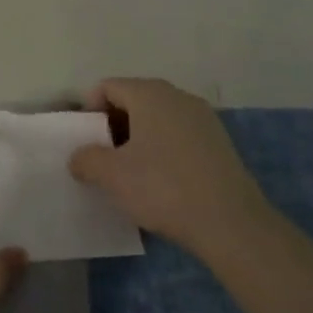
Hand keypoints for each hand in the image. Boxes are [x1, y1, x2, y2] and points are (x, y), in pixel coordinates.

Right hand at [69, 78, 268, 251]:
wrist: (231, 225)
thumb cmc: (163, 188)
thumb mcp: (110, 175)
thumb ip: (86, 159)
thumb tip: (80, 158)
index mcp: (150, 94)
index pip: (107, 87)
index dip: (89, 111)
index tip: (85, 142)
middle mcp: (178, 97)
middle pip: (133, 100)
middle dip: (113, 126)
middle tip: (103, 158)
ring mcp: (204, 119)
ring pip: (158, 120)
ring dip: (138, 140)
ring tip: (130, 173)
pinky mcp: (220, 144)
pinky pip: (179, 137)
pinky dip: (163, 151)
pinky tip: (161, 182)